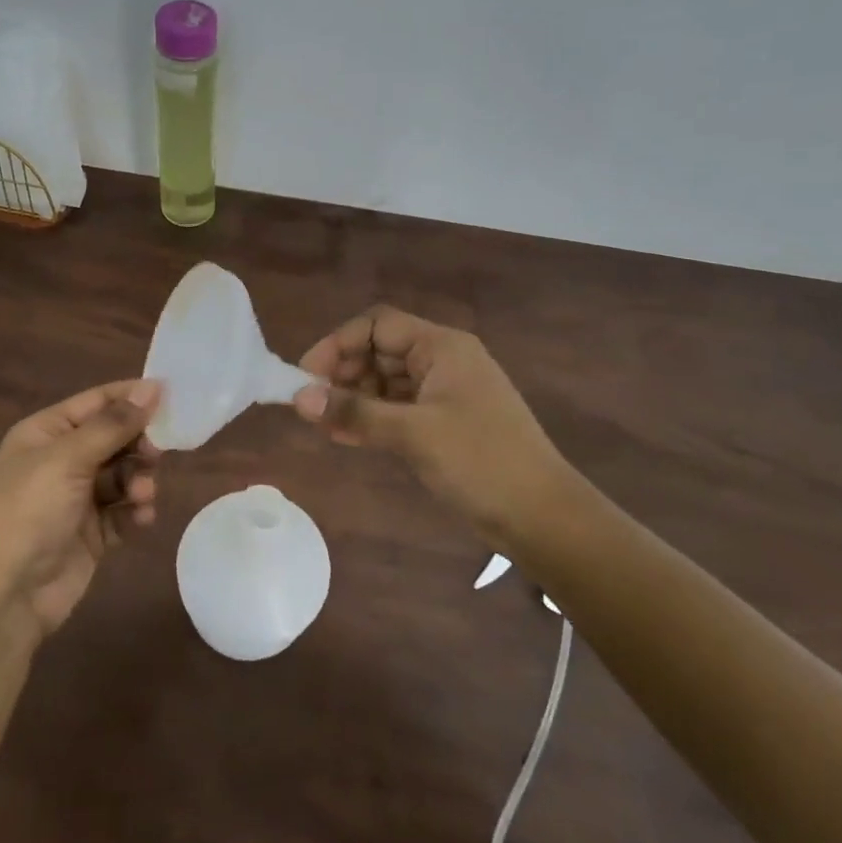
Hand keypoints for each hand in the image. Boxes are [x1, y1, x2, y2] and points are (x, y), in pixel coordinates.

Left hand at [0, 379, 161, 639]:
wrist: (4, 597)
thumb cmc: (28, 512)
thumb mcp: (67, 459)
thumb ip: (112, 424)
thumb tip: (151, 388)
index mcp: (46, 433)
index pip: (96, 402)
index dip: (131, 396)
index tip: (172, 395)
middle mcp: (61, 460)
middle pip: (114, 437)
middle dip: (138, 443)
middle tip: (157, 453)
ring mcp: (76, 498)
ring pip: (123, 475)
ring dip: (138, 480)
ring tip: (143, 495)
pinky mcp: (91, 534)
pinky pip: (123, 511)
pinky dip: (135, 511)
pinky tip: (142, 518)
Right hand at [292, 307, 578, 545]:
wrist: (542, 517)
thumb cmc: (481, 461)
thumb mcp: (414, 433)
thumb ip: (355, 412)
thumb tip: (299, 398)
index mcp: (442, 347)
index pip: (377, 325)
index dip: (337, 344)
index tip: (306, 376)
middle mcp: (441, 361)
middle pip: (379, 351)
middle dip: (342, 373)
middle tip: (311, 404)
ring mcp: (443, 394)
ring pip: (385, 382)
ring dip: (353, 399)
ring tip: (322, 425)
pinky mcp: (443, 424)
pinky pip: (397, 410)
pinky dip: (371, 419)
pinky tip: (344, 437)